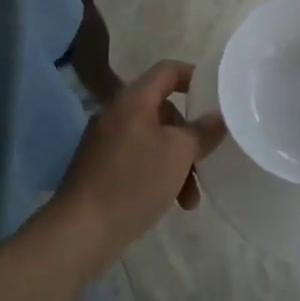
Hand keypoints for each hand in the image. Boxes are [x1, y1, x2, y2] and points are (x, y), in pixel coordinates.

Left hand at [54, 60, 226, 258]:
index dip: (194, 77)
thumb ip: (202, 131)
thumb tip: (218, 116)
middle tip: (204, 159)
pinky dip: (158, 174)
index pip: (168, 70)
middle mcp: (117, 112)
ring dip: (177, 163)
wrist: (81, 230)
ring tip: (190, 200)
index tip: (216, 97)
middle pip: (164, 110)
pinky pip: (138, 159)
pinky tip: (171, 202)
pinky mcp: (101, 167)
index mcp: (133, 98)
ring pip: (154, 140)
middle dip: (189, 136)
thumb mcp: (179, 153)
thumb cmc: (134, 181)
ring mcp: (106, 140)